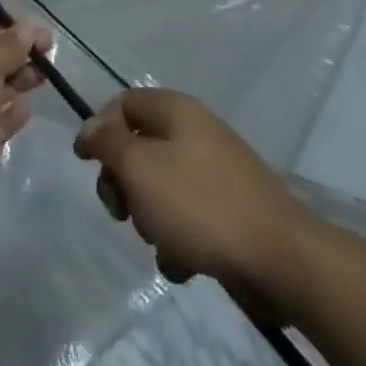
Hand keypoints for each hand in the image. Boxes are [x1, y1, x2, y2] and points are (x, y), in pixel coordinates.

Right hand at [73, 88, 318, 291]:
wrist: (280, 259)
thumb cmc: (199, 204)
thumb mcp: (139, 167)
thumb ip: (107, 142)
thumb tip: (91, 128)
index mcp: (177, 111)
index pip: (123, 103)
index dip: (99, 128)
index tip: (85, 163)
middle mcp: (197, 134)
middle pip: (138, 148)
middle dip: (123, 182)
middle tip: (121, 210)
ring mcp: (216, 173)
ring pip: (159, 187)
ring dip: (149, 217)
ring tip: (161, 240)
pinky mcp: (229, 211)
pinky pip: (186, 218)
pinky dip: (178, 239)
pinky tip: (185, 261)